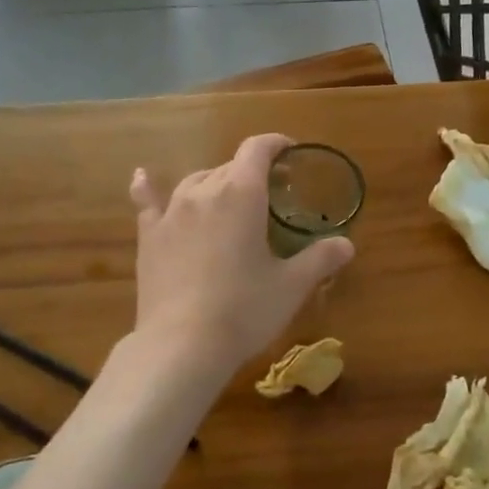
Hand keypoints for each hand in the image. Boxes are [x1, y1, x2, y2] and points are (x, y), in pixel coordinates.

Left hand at [129, 134, 353, 375]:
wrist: (182, 344)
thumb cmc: (244, 310)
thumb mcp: (291, 286)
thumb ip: (320, 259)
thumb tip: (346, 244)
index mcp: (241, 195)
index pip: (257, 150)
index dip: (275, 144)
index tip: (291, 152)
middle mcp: (203, 192)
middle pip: (229, 166)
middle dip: (252, 171)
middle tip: (272, 193)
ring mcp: (171, 213)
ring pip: (196, 181)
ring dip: (216, 182)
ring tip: (229, 197)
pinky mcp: (149, 237)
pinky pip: (149, 202)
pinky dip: (148, 188)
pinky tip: (142, 177)